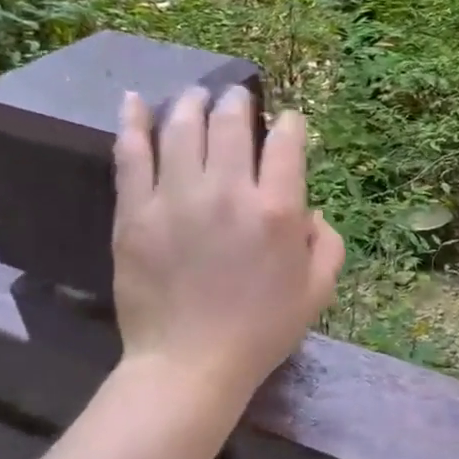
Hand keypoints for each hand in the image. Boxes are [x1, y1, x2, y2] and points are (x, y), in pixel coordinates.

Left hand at [111, 86, 344, 407]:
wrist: (190, 365)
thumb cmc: (263, 329)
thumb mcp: (319, 290)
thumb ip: (327, 242)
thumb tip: (310, 211)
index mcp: (278, 210)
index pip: (285, 142)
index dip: (289, 123)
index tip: (286, 122)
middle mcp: (228, 193)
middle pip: (231, 124)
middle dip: (238, 102)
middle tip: (237, 98)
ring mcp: (176, 199)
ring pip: (182, 129)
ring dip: (192, 103)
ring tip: (196, 94)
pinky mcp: (134, 213)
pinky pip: (131, 155)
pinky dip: (132, 123)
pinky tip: (134, 101)